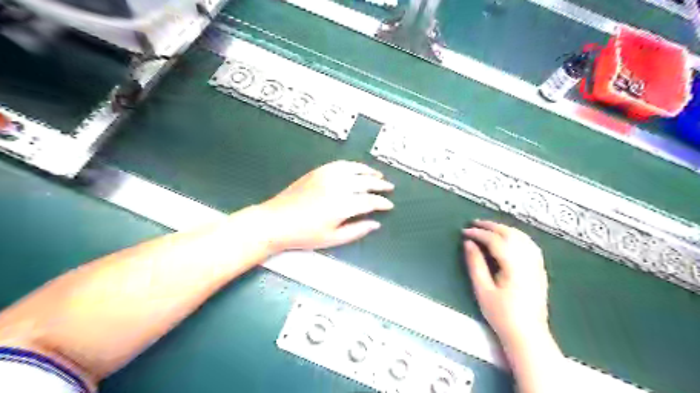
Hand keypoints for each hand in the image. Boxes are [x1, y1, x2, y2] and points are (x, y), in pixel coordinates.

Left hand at [256, 161, 391, 253]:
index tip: (389, 205)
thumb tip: (375, 224)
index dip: (382, 203)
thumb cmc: (304, 234)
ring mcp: (327, 176)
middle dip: (380, 185)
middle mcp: (338, 186)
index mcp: (342, 205)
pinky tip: (358, 169)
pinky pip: (341, 164)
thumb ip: (357, 231)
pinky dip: (353, 165)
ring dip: (369, 172)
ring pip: (355, 169)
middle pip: (366, 182)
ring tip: (378, 175)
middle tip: (389, 188)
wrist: (276, 221)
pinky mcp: (318, 171)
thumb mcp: (333, 239)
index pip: (370, 201)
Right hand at [464, 221, 551, 346]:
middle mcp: (529, 261)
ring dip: (504, 228)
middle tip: (474, 223)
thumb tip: (468, 243)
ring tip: (488, 228)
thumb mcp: (483, 290)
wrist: (527, 335)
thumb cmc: (502, 315)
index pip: (495, 240)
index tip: (465, 231)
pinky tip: (508, 237)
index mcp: (514, 266)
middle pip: (511, 234)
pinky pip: (530, 244)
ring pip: (522, 237)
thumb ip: (475, 264)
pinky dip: (516, 236)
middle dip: (492, 226)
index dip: (479, 233)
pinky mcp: (540, 269)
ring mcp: (537, 265)